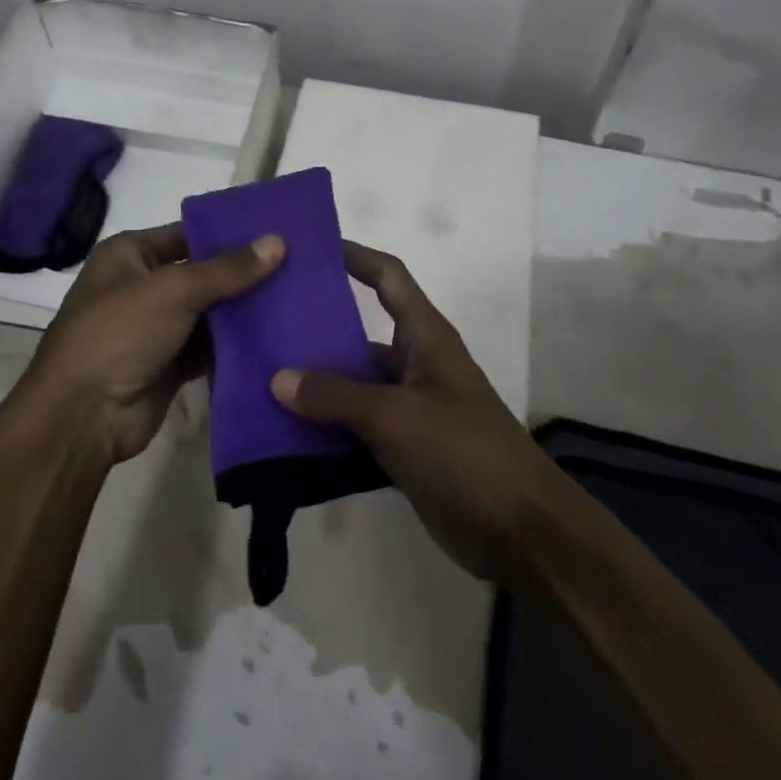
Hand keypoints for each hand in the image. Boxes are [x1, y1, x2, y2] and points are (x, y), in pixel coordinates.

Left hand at [18, 223, 283, 464]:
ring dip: (244, 310)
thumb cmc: (119, 334)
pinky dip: (236, 344)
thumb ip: (227, 269)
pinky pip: (210, 346)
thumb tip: (278, 241)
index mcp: (130, 254)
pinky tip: (276, 335)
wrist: (83, 417)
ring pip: (210, 312)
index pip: (188, 233)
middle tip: (298, 264)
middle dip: (244, 273)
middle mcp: (142, 285)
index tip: (277, 232)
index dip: (229, 233)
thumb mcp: (174, 291)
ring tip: (297, 296)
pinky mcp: (171, 363)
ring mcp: (156, 327)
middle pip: (202, 273)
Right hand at [270, 241, 569, 585]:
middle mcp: (416, 363)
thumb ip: (336, 396)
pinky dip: (325, 427)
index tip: (310, 247)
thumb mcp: (396, 416)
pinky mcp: (403, 448)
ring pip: (353, 384)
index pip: (388, 277)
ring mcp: (409, 408)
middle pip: (361, 332)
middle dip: (317, 327)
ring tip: (260, 376)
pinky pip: (355, 426)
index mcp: (425, 337)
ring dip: (315, 384)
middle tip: (264, 321)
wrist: (520, 532)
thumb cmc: (463, 453)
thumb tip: (278, 378)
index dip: (354, 256)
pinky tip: (283, 431)